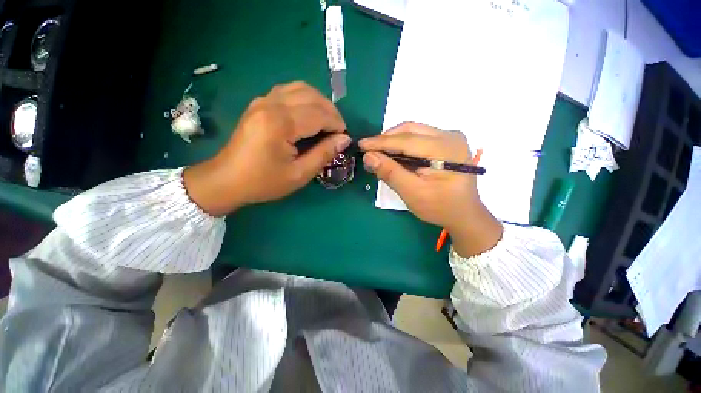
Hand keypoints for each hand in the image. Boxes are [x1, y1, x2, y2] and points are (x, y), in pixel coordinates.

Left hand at [184, 82, 349, 215]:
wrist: (227, 180)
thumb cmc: (264, 181)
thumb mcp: (299, 174)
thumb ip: (324, 154)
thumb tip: (344, 139)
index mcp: (280, 123)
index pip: (319, 114)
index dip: (337, 124)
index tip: (345, 137)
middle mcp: (271, 104)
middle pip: (311, 96)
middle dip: (331, 112)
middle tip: (338, 130)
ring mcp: (262, 101)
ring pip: (300, 88)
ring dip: (319, 102)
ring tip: (327, 122)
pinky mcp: (259, 104)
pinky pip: (288, 91)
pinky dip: (304, 99)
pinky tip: (308, 115)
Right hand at [359, 122, 501, 256]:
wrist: (464, 214)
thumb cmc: (440, 207)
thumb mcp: (412, 193)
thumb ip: (390, 173)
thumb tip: (368, 157)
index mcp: (445, 148)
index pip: (406, 140)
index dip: (380, 142)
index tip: (361, 145)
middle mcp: (450, 136)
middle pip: (410, 130)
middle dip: (386, 140)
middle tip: (369, 151)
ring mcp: (450, 137)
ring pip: (413, 132)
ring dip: (393, 142)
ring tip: (379, 153)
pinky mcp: (446, 143)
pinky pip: (419, 137)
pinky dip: (403, 145)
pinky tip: (394, 155)